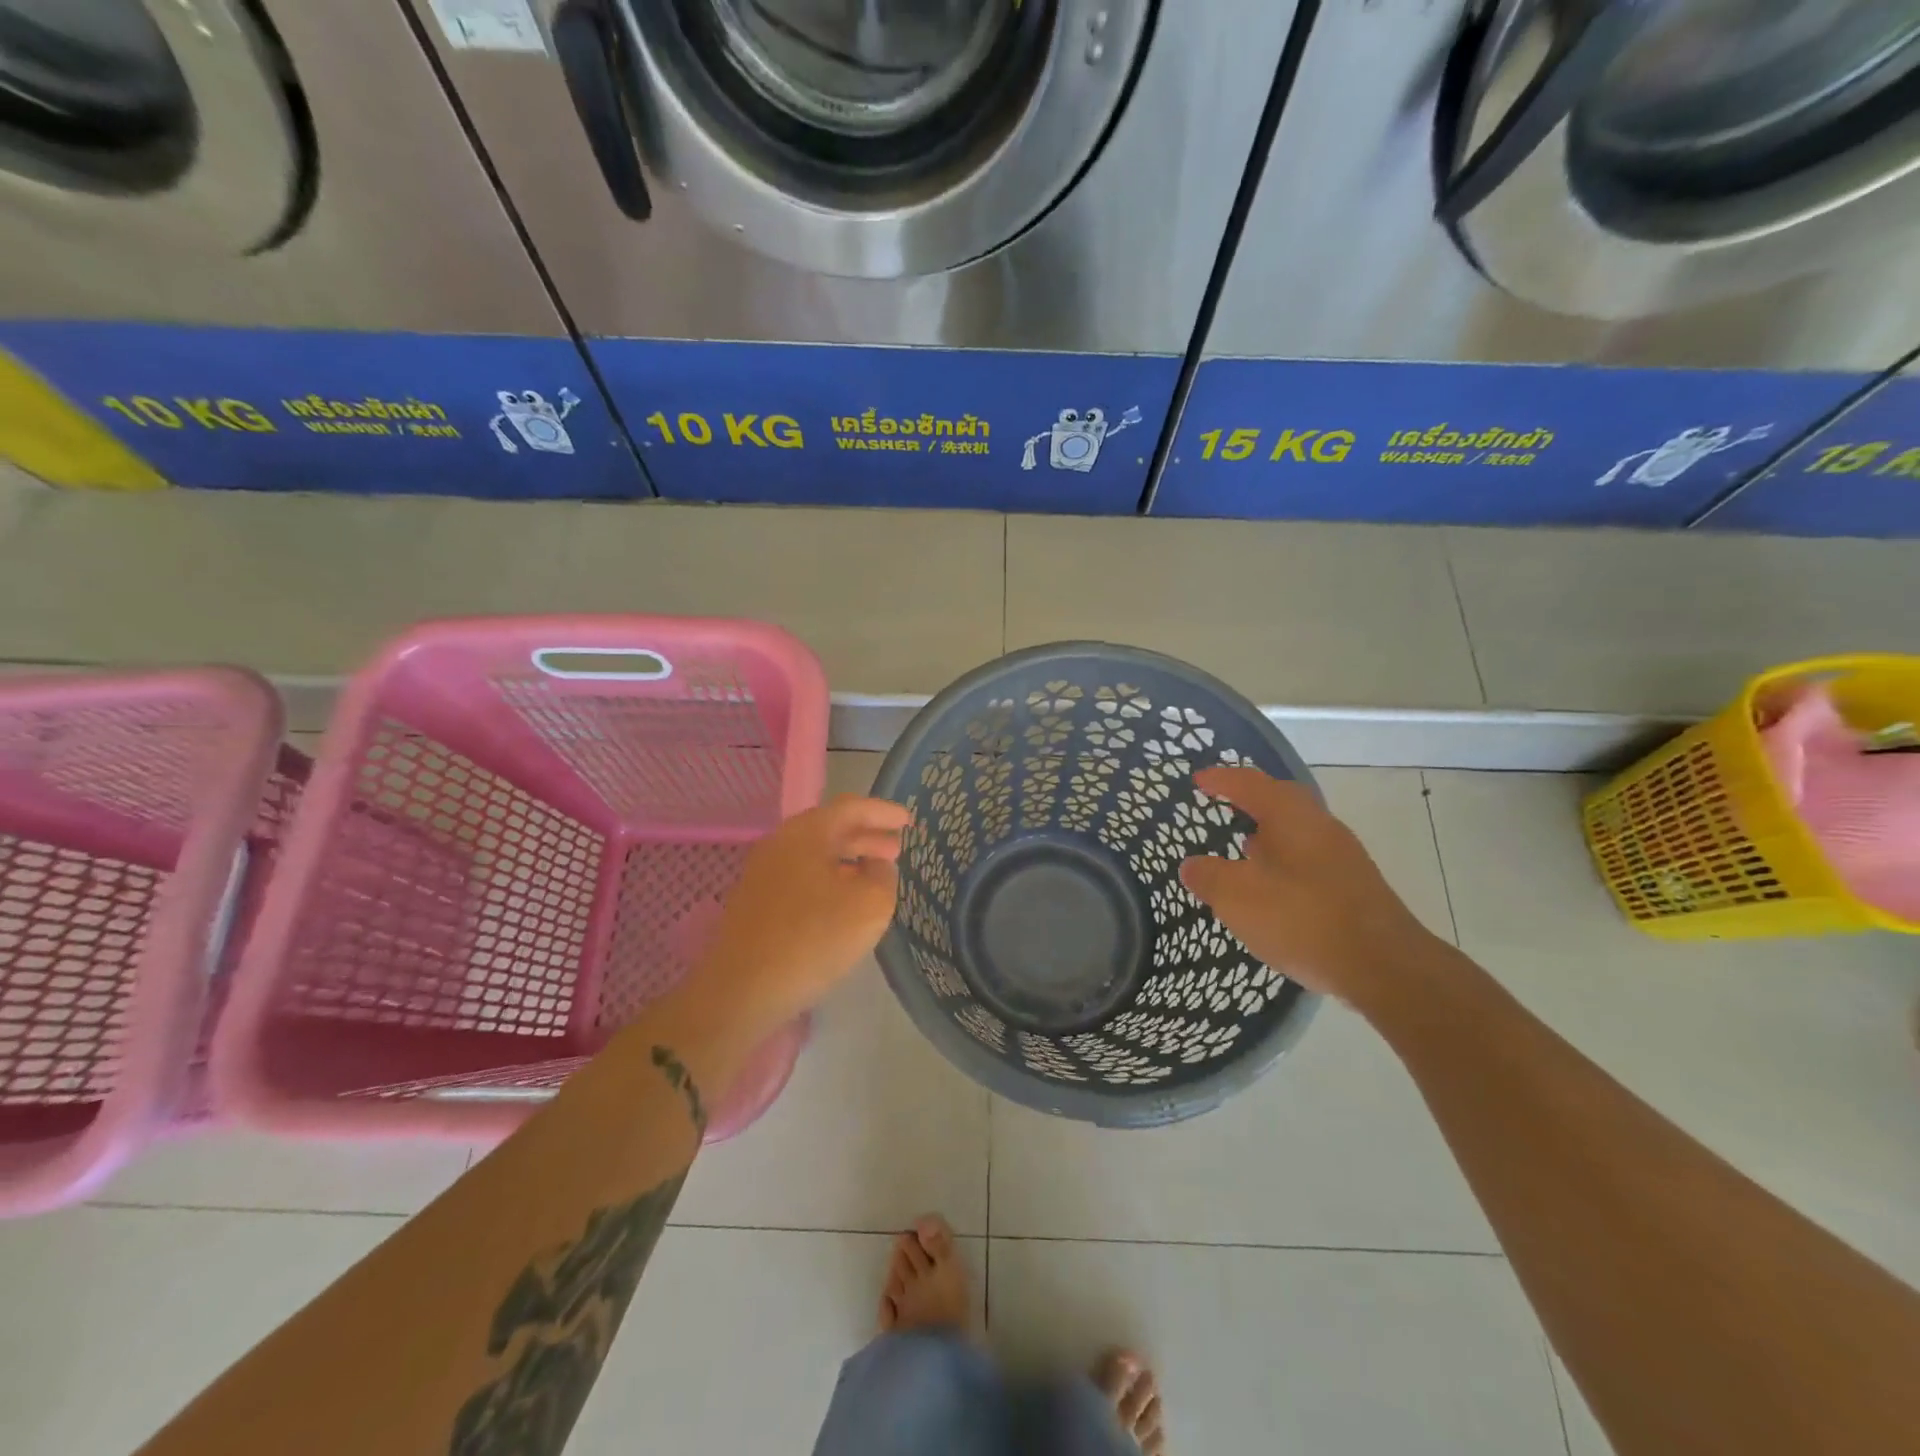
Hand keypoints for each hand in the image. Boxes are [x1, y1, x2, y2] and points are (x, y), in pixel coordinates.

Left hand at [681, 795, 910, 1042]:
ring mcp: (763, 873)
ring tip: (876, 876)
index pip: (851, 808)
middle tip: (897, 850)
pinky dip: (829, 879)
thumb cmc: (812, 940)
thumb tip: (876, 865)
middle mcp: (780, 844)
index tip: (909, 821)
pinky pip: (801, 877)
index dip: (883, 812)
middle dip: (867, 837)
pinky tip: (843, 902)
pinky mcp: (756, 902)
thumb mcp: (870, 906)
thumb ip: (883, 876)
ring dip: (848, 860)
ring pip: (815, 855)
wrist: (741, 991)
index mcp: (806, 833)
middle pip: (830, 829)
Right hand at [1179, 766, 1442, 1008]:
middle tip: (1224, 803)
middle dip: (1251, 800)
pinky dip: (1284, 863)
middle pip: (1282, 801)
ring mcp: (1342, 857)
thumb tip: (1191, 865)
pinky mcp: (1354, 888)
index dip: (1222, 779)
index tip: (1199, 779)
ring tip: (1243, 846)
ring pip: (1298, 832)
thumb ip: (1208, 877)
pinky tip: (1273, 888)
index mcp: (1290, 816)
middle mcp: (1320, 826)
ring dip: (1269, 834)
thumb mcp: (1237, 897)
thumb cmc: (1302, 918)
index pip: (1250, 784)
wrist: (1385, 966)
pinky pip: (1309, 860)